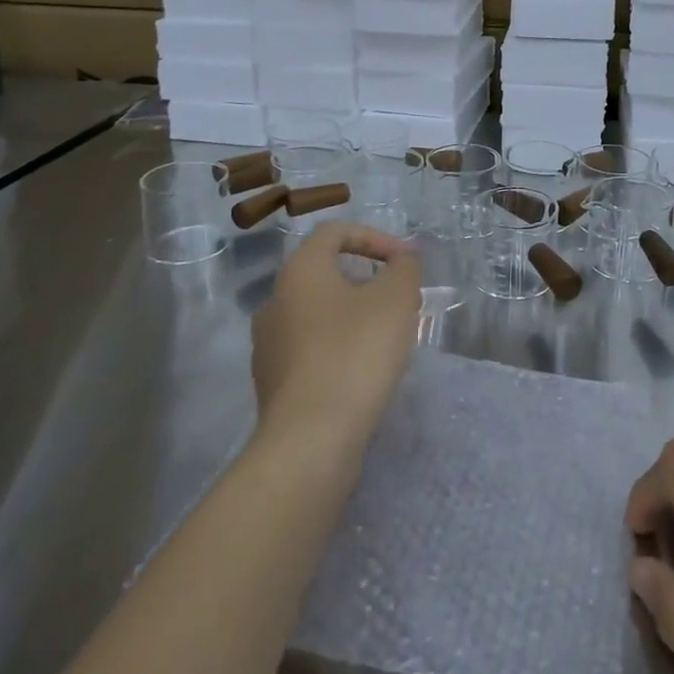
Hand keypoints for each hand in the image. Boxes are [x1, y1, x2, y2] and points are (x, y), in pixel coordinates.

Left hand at [250, 222, 422, 453]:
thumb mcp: (396, 299)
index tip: (403, 261)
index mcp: (300, 271)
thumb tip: (403, 259)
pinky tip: (362, 372)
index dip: (374, 237)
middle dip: (367, 280)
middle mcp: (275, 300)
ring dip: (353, 316)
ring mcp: (268, 345)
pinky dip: (338, 349)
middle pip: (326, 273)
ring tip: (386, 338)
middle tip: (399, 300)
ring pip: (318, 314)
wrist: (310, 441)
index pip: (335, 232)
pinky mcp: (273, 384)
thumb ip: (404, 268)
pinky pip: (310, 350)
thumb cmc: (355, 353)